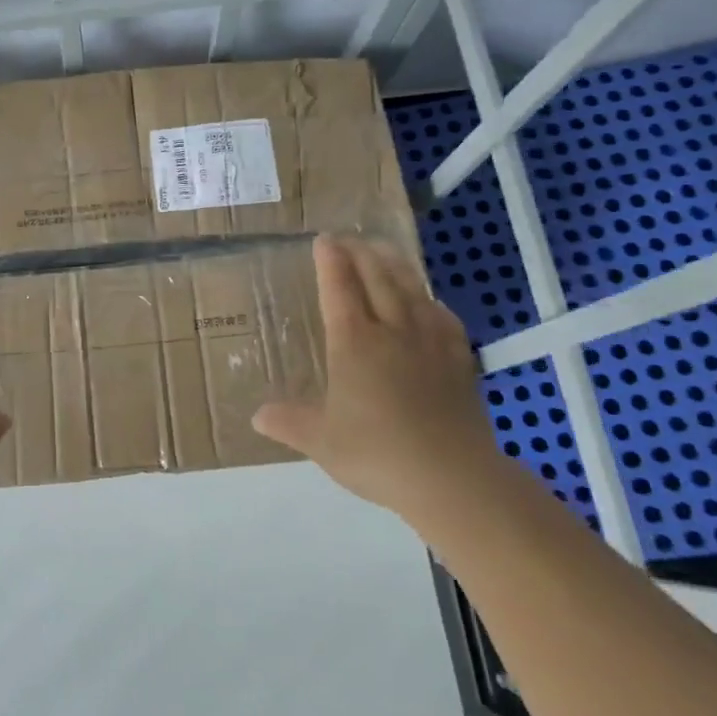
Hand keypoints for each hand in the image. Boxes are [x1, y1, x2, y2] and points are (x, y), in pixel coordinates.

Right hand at [253, 234, 500, 515]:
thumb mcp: (321, 442)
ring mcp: (430, 344)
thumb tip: (258, 416)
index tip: (324, 240)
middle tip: (349, 238)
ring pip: (412, 291)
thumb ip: (289, 423)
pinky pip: (443, 319)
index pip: (340, 289)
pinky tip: (429, 302)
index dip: (331, 262)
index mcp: (354, 343)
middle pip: (377, 279)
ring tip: (385, 251)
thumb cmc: (377, 454)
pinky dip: (431, 301)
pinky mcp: (458, 362)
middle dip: (361, 253)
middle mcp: (392, 332)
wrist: (451, 477)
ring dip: (395, 265)